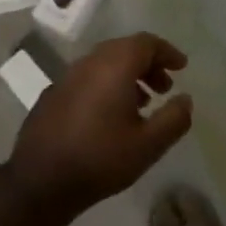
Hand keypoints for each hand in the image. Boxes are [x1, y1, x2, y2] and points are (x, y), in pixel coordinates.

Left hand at [8, 33, 192, 214]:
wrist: (40, 183)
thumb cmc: (101, 160)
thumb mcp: (149, 145)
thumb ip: (174, 118)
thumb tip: (185, 99)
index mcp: (113, 67)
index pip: (145, 43)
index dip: (167, 52)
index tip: (181, 67)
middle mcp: (88, 64)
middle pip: (124, 49)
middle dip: (148, 64)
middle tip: (164, 88)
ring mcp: (65, 78)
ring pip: (103, 64)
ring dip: (127, 76)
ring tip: (142, 104)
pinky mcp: (51, 96)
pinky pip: (86, 79)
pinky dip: (105, 86)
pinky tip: (109, 116)